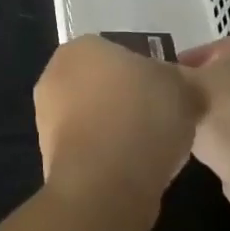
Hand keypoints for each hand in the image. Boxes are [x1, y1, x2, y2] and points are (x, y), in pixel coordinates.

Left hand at [34, 36, 202, 217]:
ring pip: (94, 118)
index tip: (166, 93)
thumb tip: (178, 89)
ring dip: (117, 131)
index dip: (145, 73)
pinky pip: (89, 150)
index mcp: (82, 46)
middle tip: (161, 119)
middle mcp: (55, 76)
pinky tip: (133, 171)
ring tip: (151, 150)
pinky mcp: (49, 159)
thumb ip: (180, 81)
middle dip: (127, 100)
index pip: (117, 52)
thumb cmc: (143, 117)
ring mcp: (46, 119)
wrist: (107, 184)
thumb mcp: (183, 87)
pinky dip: (108, 158)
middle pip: (102, 85)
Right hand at [179, 32, 229, 226]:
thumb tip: (157, 74)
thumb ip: (169, 74)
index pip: (218, 49)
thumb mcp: (185, 86)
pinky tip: (221, 152)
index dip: (188, 66)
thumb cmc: (228, 113)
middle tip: (181, 106)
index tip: (168, 85)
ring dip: (227, 115)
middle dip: (211, 89)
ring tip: (197, 131)